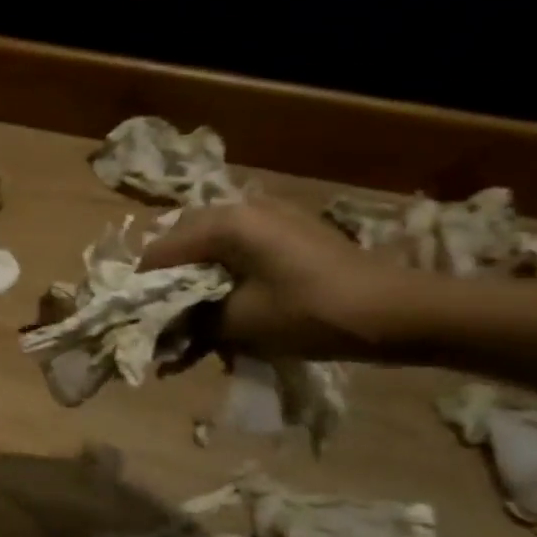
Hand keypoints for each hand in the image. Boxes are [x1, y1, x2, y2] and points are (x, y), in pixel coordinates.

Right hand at [138, 196, 414, 359]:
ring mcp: (268, 215)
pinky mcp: (289, 229)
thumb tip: (161, 329)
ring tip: (200, 319)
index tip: (137, 322)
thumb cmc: (313, 314)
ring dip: (198, 281)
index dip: (142, 288)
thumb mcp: (241, 323)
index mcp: (223, 223)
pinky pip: (239, 248)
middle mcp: (240, 207)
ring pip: (210, 247)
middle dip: (170, 284)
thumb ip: (191, 321)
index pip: (159, 251)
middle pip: (181, 243)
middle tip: (168, 322)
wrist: (399, 312)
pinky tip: (233, 304)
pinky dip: (226, 275)